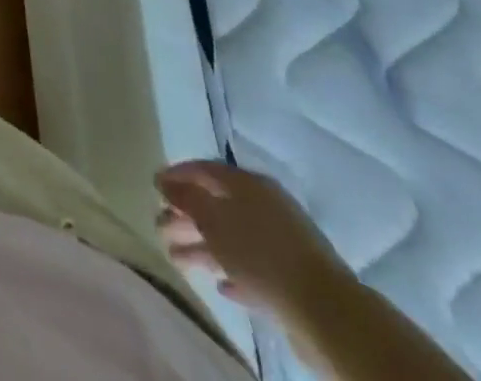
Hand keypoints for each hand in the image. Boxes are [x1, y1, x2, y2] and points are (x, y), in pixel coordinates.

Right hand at [155, 160, 352, 319]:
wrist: (326, 312)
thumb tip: (163, 181)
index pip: (205, 169)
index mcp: (248, 184)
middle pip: (217, 205)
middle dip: (185, 216)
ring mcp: (280, 244)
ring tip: (176, 260)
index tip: (154, 185)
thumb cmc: (260, 252)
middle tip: (160, 227)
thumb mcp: (213, 219)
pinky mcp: (290, 279)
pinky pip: (253, 269)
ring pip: (231, 238)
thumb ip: (185, 197)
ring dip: (202, 247)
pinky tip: (219, 284)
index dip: (178, 174)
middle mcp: (264, 207)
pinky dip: (232, 272)